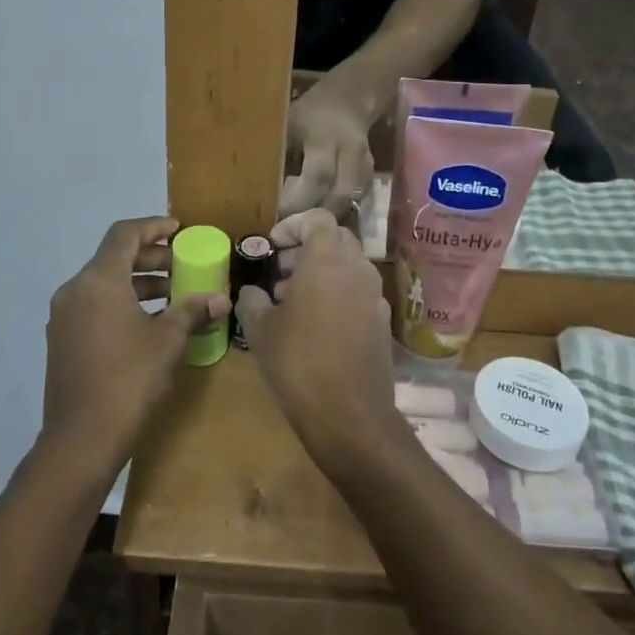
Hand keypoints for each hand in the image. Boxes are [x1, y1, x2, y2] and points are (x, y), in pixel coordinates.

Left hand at [42, 217, 228, 478]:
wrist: (81, 440)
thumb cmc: (128, 380)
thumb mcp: (168, 341)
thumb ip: (192, 311)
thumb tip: (220, 298)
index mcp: (98, 281)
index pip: (124, 234)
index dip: (153, 227)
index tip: (179, 230)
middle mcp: (75, 290)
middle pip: (114, 258)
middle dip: (150, 258)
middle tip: (182, 265)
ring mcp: (65, 317)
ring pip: (104, 284)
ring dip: (138, 283)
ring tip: (172, 295)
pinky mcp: (63, 340)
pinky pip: (95, 306)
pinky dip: (122, 303)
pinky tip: (149, 323)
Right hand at [235, 210, 407, 478]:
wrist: (350, 415)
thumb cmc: (298, 362)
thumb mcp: (260, 329)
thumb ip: (252, 300)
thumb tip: (252, 292)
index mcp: (327, 259)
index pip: (316, 219)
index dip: (291, 226)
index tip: (271, 247)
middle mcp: (357, 268)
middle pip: (335, 239)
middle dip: (305, 249)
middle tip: (278, 272)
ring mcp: (375, 294)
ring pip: (348, 266)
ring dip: (321, 272)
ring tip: (291, 300)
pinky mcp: (383, 321)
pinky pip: (358, 292)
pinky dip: (337, 293)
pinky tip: (316, 324)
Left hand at [282, 83, 374, 219]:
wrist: (349, 101)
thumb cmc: (310, 111)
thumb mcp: (289, 123)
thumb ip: (280, 153)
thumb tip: (259, 188)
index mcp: (326, 137)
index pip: (318, 176)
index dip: (300, 200)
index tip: (280, 214)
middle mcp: (351, 153)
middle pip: (340, 196)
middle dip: (317, 216)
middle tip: (294, 229)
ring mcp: (365, 165)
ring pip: (351, 202)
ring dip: (329, 217)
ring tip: (306, 225)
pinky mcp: (370, 175)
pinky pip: (357, 201)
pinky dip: (339, 211)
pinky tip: (321, 215)